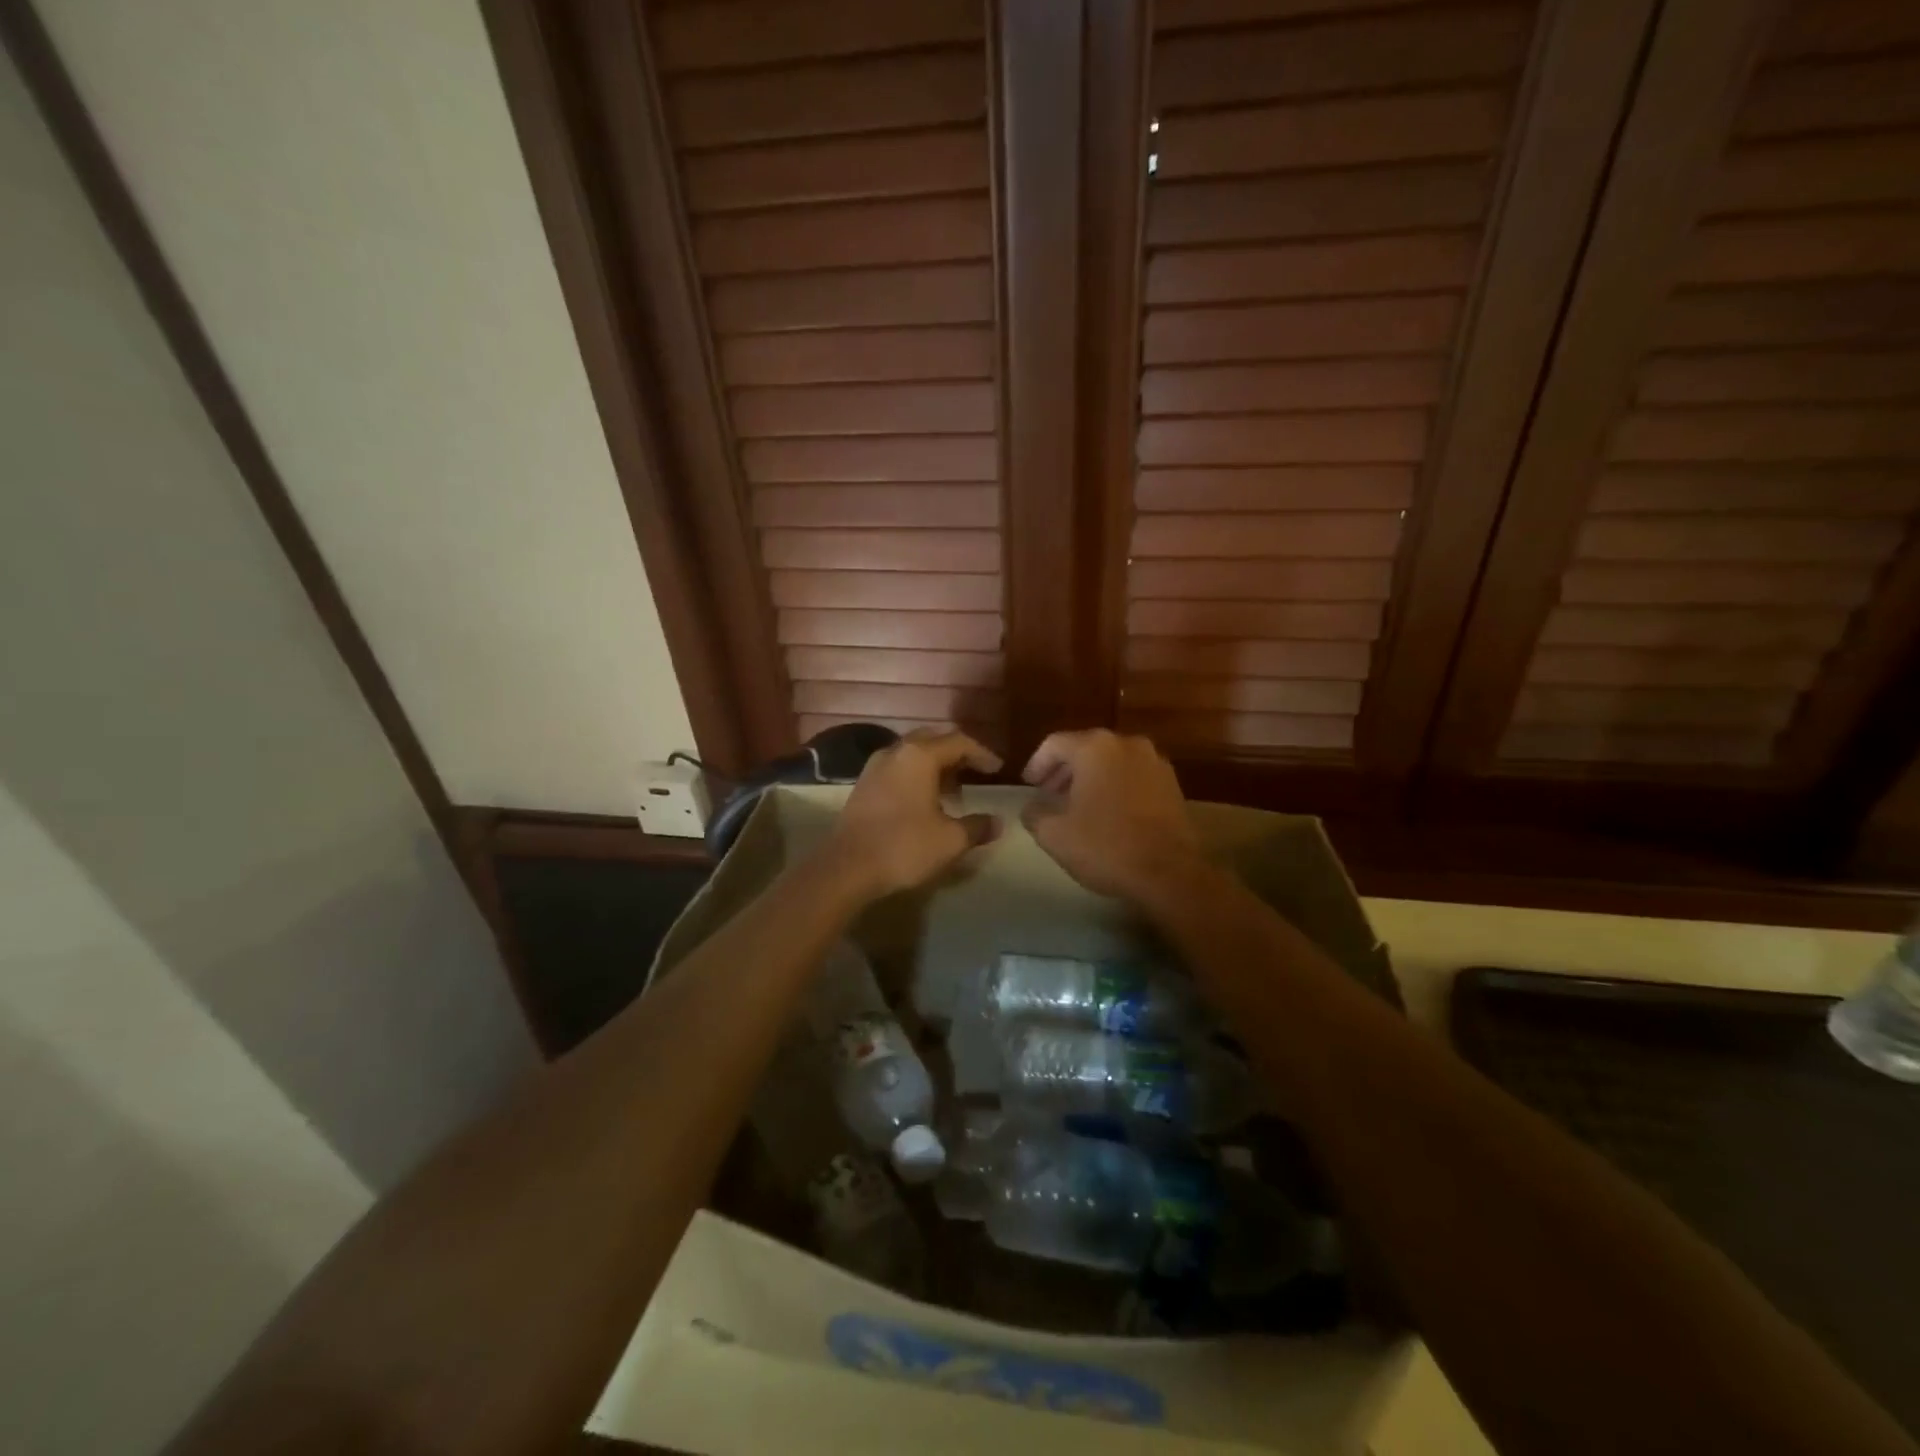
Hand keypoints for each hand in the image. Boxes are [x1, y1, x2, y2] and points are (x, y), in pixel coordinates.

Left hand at [822, 729, 1002, 899]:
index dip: (982, 754)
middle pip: (933, 740)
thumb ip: (977, 827)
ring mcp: (875, 767)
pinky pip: (897, 768)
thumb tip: (997, 822)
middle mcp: (896, 752)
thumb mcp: (950, 840)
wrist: (847, 868)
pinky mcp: (863, 785)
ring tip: (954, 790)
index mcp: (920, 756)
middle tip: (975, 772)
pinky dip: (916, 775)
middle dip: (957, 753)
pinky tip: (925, 801)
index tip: (998, 769)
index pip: (959, 742)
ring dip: (935, 765)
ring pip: (912, 753)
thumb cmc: (904, 847)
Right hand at [1021, 730, 1203, 902]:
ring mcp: (1154, 762)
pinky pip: (1133, 776)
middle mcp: (1126, 744)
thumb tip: (1032, 808)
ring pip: (1112, 761)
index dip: (1036, 763)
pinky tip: (1109, 813)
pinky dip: (1116, 786)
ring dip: (1091, 778)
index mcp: (1095, 748)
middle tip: (1049, 794)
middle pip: (1085, 748)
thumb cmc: (1106, 847)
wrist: (1169, 873)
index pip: (1054, 744)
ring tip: (1078, 805)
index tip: (1029, 785)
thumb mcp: (1054, 834)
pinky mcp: (1172, 784)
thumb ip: (1034, 814)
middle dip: (1064, 771)